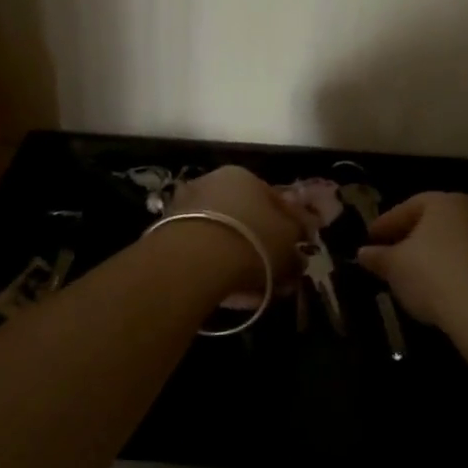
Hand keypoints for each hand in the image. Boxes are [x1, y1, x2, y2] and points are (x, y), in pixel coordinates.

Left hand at [167, 165, 304, 285]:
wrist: (193, 259)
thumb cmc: (252, 240)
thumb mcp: (287, 243)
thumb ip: (296, 246)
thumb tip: (299, 255)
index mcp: (245, 176)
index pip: (274, 200)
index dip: (289, 227)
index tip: (295, 251)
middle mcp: (213, 183)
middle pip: (246, 216)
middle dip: (261, 244)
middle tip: (273, 272)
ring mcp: (187, 206)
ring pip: (223, 235)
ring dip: (237, 257)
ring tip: (251, 289)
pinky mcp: (168, 233)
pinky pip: (202, 251)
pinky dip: (215, 267)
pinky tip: (227, 291)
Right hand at [357, 192, 467, 331]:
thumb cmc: (433, 276)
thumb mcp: (394, 266)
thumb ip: (377, 256)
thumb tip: (363, 253)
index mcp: (444, 202)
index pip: (408, 207)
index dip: (385, 224)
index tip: (369, 240)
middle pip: (434, 222)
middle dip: (411, 237)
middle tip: (391, 254)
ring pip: (454, 242)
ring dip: (434, 254)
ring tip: (414, 275)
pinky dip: (453, 269)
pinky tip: (441, 288)